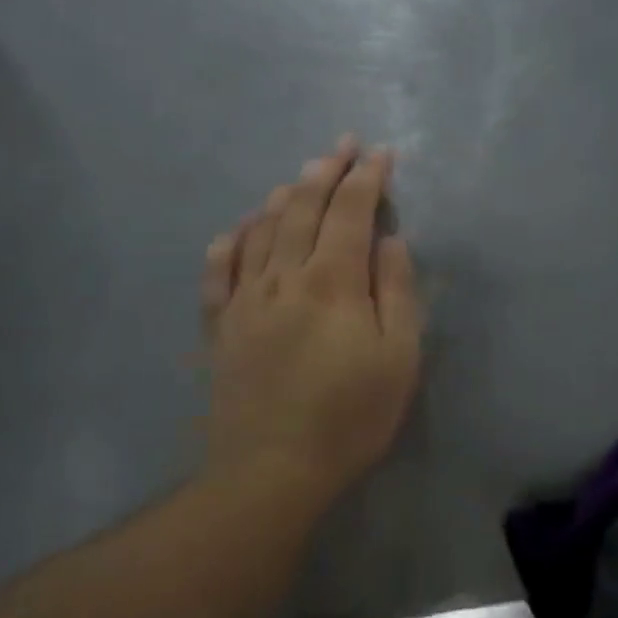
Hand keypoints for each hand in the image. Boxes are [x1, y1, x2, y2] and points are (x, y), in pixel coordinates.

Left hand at [199, 137, 420, 500]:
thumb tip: (390, 240)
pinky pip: (219, 270)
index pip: (351, 211)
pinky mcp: (220, 325)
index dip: (368, 178)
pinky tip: (238, 229)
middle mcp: (284, 276)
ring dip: (283, 197)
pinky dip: (231, 241)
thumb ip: (396, 292)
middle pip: (303, 208)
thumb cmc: (349, 417)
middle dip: (326, 171)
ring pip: (261, 230)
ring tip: (300, 178)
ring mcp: (245, 299)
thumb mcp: (398, 358)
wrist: (271, 470)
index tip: (381, 155)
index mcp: (332, 281)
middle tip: (342, 147)